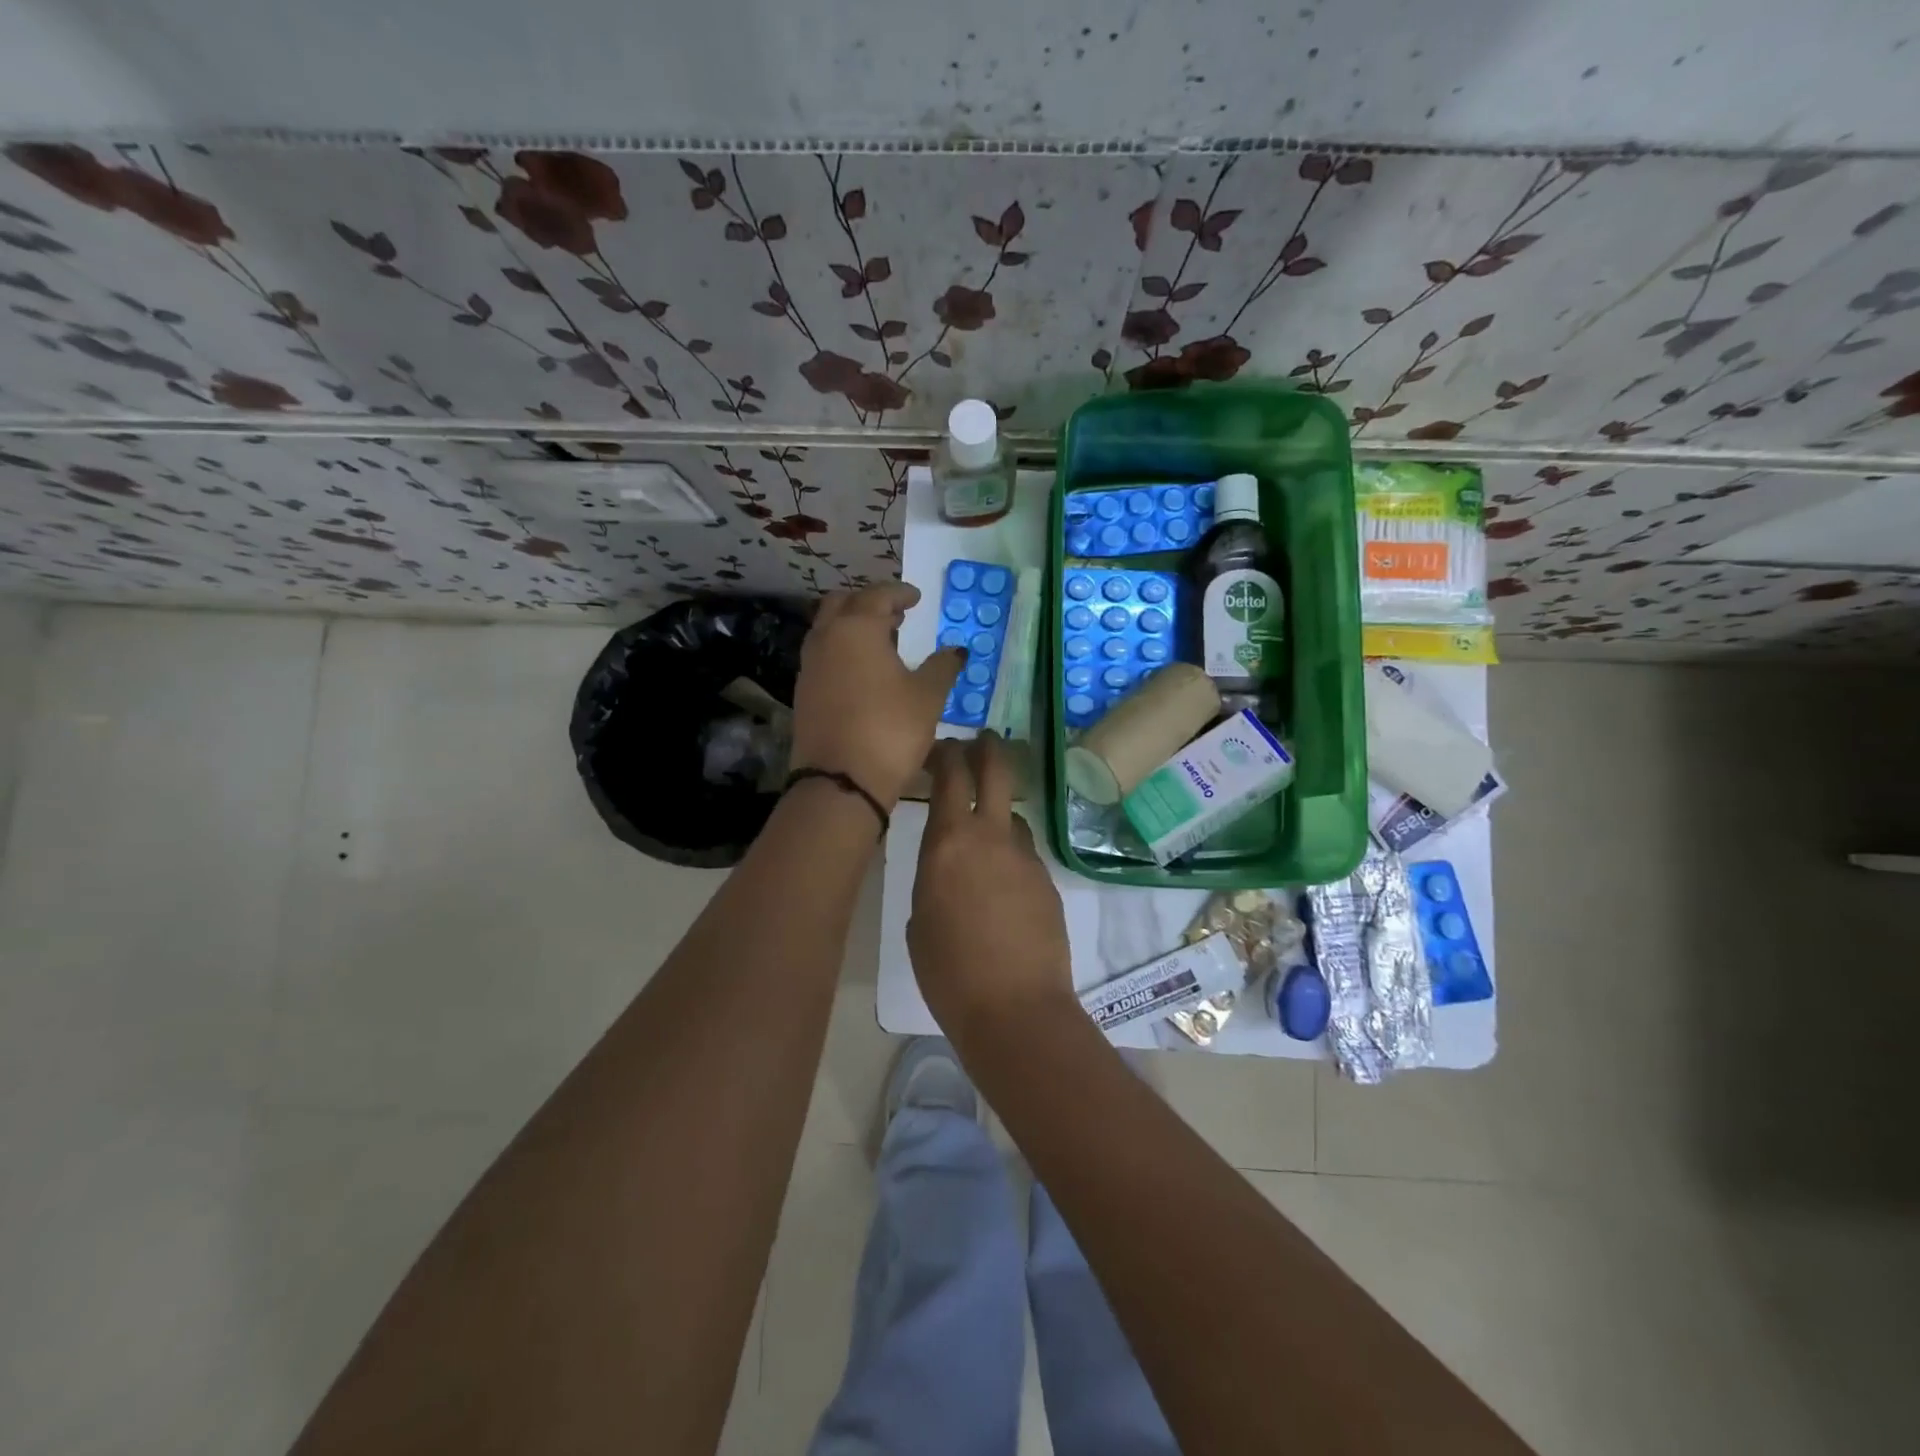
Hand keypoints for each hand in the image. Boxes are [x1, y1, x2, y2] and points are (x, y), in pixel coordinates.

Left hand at [790, 583, 963, 809]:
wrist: (841, 781)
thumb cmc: (890, 730)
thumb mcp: (927, 696)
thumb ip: (943, 666)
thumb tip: (957, 650)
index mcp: (856, 628)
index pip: (877, 596)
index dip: (899, 593)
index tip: (916, 597)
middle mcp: (826, 638)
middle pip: (843, 604)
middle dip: (869, 603)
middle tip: (895, 614)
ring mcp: (810, 666)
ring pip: (828, 629)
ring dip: (852, 625)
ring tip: (882, 641)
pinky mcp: (803, 692)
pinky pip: (823, 655)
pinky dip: (842, 650)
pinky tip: (863, 671)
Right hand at [909, 733, 1074, 1042]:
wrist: (1014, 1008)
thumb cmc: (948, 970)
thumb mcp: (920, 918)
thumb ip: (933, 877)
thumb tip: (947, 866)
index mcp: (949, 842)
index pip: (951, 774)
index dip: (946, 752)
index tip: (939, 749)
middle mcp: (992, 837)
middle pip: (998, 771)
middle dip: (988, 749)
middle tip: (981, 742)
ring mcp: (1027, 858)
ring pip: (1014, 818)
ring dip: (999, 815)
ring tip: (985, 838)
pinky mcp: (1048, 883)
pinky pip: (1026, 856)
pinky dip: (1012, 858)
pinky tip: (1002, 890)